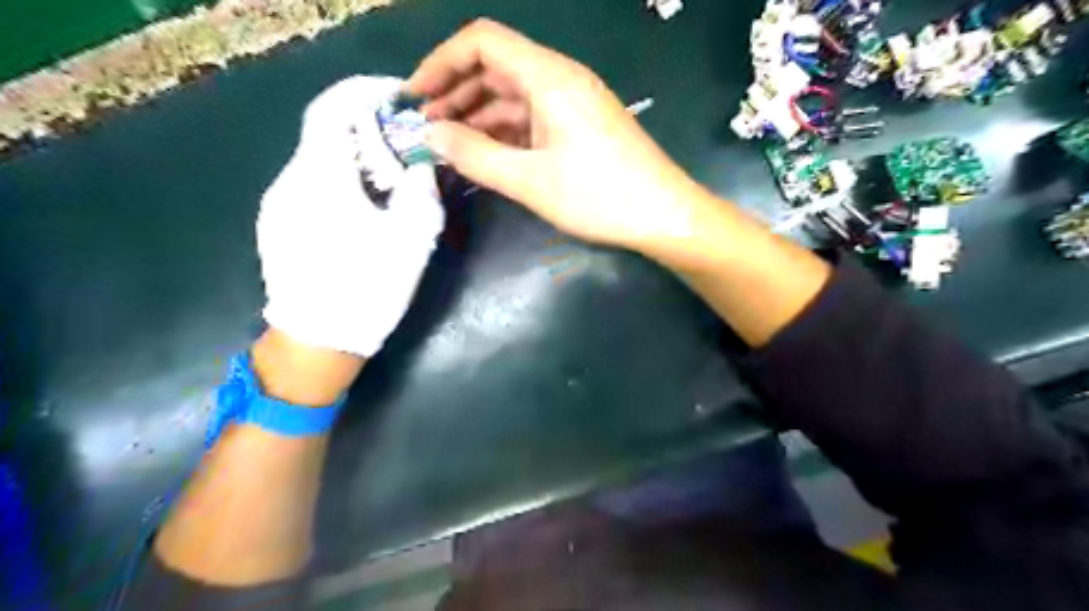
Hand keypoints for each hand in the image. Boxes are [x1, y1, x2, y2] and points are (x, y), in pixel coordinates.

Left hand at [257, 74, 443, 357]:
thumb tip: (423, 164)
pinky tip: (360, 210)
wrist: (317, 341)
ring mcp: (278, 203)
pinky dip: (338, 179)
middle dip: (366, 130)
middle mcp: (290, 181)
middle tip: (403, 150)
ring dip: (353, 157)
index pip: (332, 109)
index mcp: (322, 179)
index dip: (364, 93)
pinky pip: (309, 184)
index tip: (397, 99)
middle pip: (325, 133)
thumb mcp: (412, 241)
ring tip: (387, 185)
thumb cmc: (368, 289)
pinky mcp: (277, 222)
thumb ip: (421, 192)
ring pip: (317, 160)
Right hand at [409, 20, 707, 251]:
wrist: (664, 215)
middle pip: (496, 68)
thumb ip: (475, 156)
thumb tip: (430, 135)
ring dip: (479, 116)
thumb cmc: (599, 195)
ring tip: (450, 147)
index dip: (441, 62)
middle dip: (456, 93)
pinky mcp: (580, 127)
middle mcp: (560, 79)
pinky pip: (532, 118)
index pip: (482, 42)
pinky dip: (505, 132)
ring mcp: (573, 104)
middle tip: (428, 130)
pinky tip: (488, 155)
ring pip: (513, 96)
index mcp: (548, 76)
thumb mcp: (530, 180)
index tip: (415, 96)